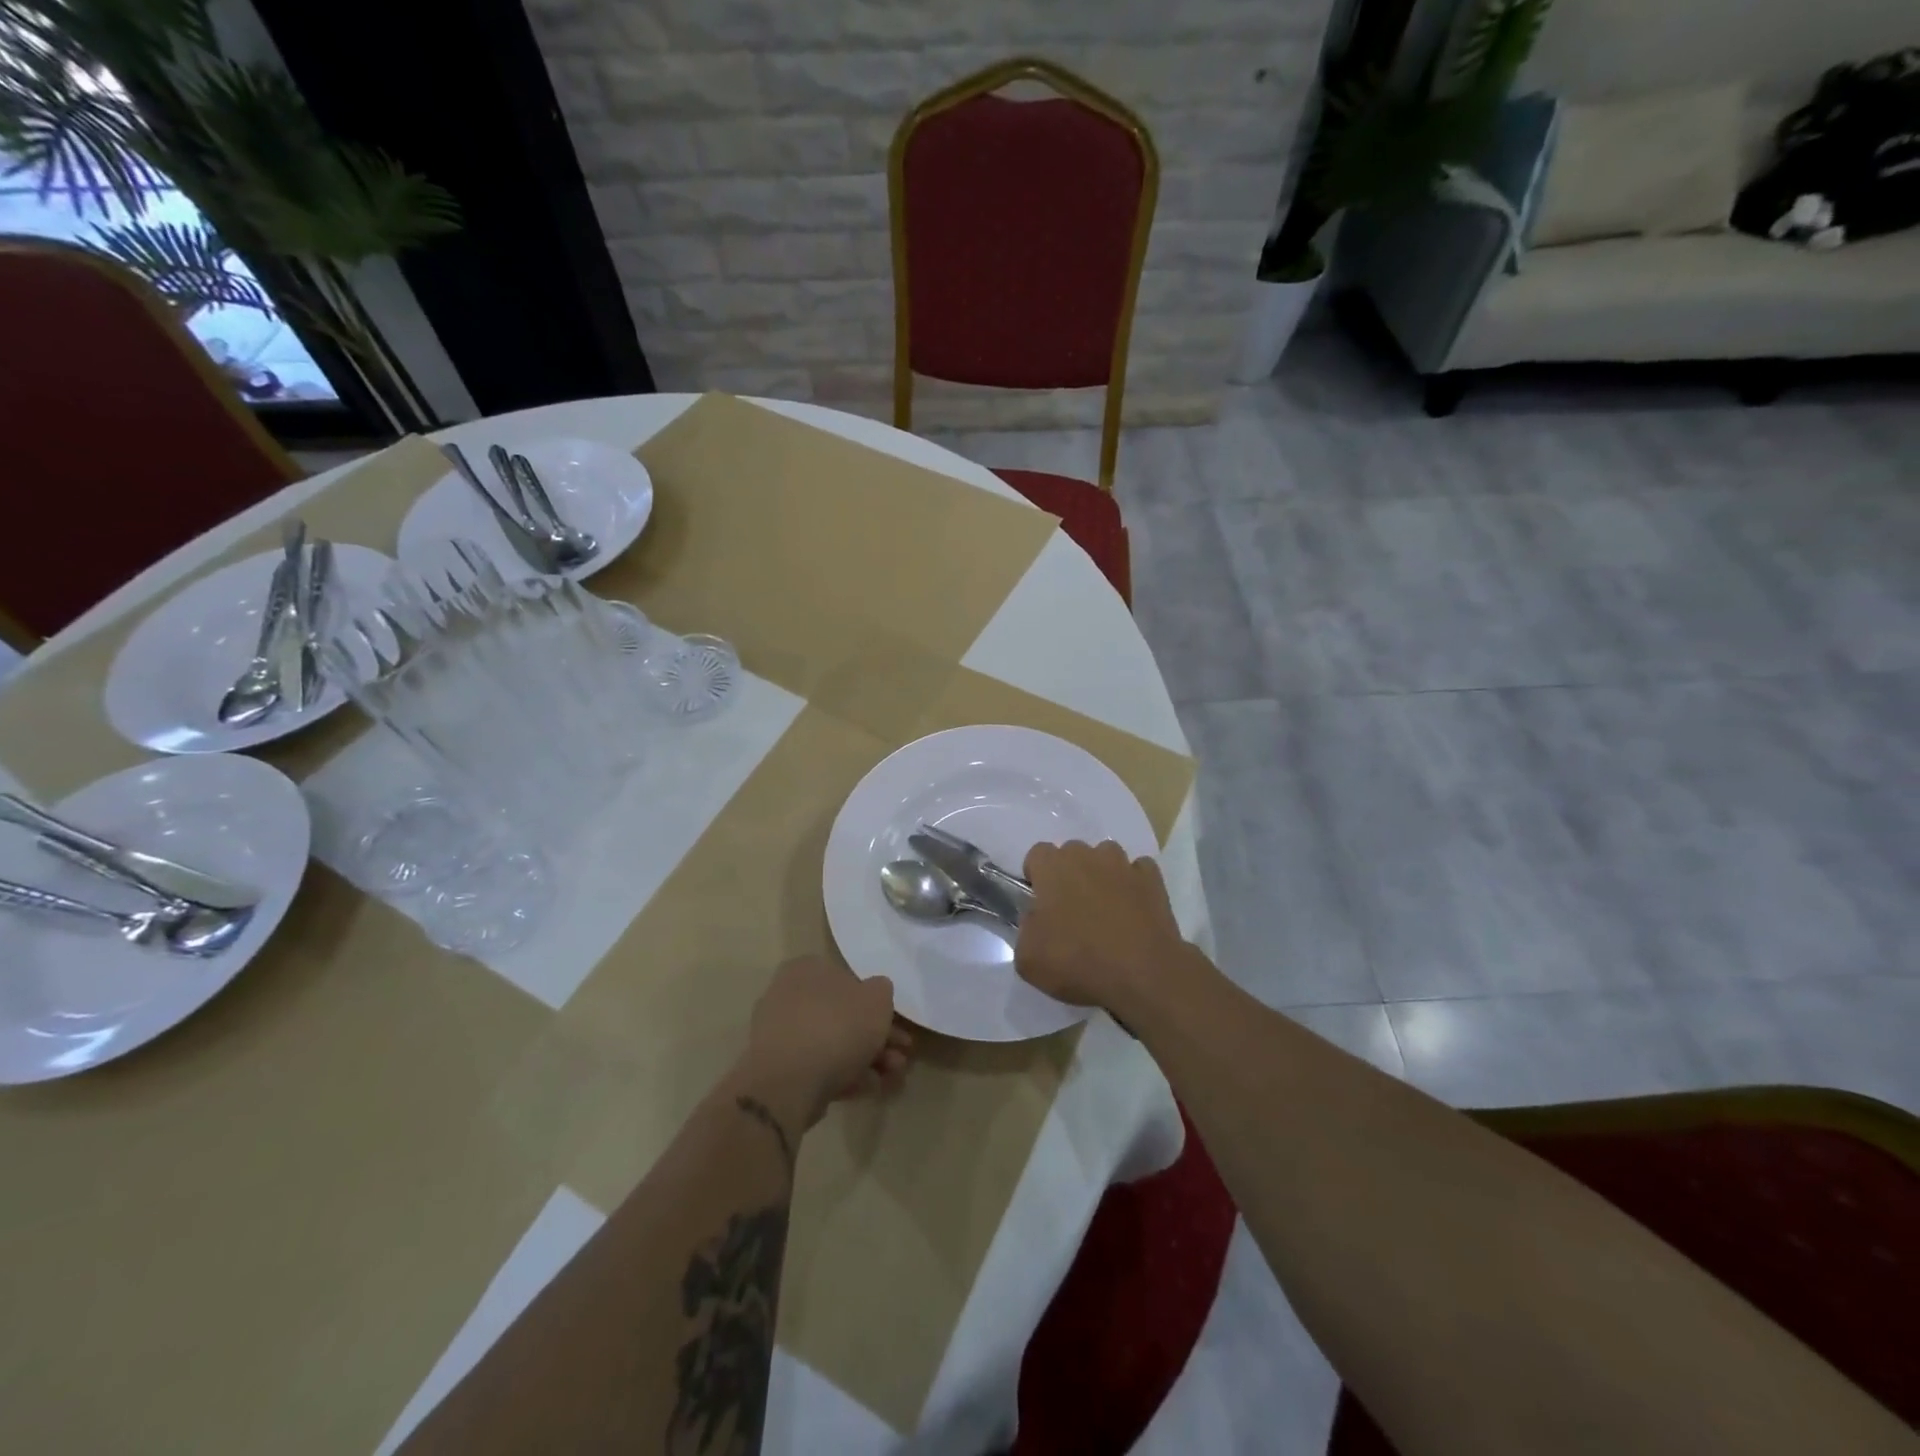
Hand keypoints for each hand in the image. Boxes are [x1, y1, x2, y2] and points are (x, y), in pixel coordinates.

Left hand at [738, 956, 912, 1129]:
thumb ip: (882, 991)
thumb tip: (875, 994)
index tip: (898, 1026)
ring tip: (893, 1078)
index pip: (848, 980)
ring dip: (869, 1060)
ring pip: (835, 1044)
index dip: (877, 1004)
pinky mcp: (780, 1071)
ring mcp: (782, 1036)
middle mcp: (789, 996)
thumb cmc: (837, 1025)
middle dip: (878, 1038)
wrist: (789, 1081)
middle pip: (844, 1016)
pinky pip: (819, 1068)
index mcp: (807, 970)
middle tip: (901, 1056)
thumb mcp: (877, 998)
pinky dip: (847, 1077)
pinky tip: (870, 1089)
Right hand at [1016, 841, 1192, 1018]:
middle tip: (1071, 911)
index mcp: (1053, 867)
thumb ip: (1025, 928)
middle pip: (1072, 853)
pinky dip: (1132, 886)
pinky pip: (1138, 872)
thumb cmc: (1078, 962)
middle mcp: (1088, 856)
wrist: (1143, 977)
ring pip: (1106, 858)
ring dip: (1101, 876)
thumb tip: (1036, 919)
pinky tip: (1132, 911)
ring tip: (1105, 910)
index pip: (1037, 854)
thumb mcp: (1028, 957)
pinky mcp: (1153, 880)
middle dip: (1069, 875)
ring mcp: (1124, 865)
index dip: (1037, 877)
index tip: (1040, 904)